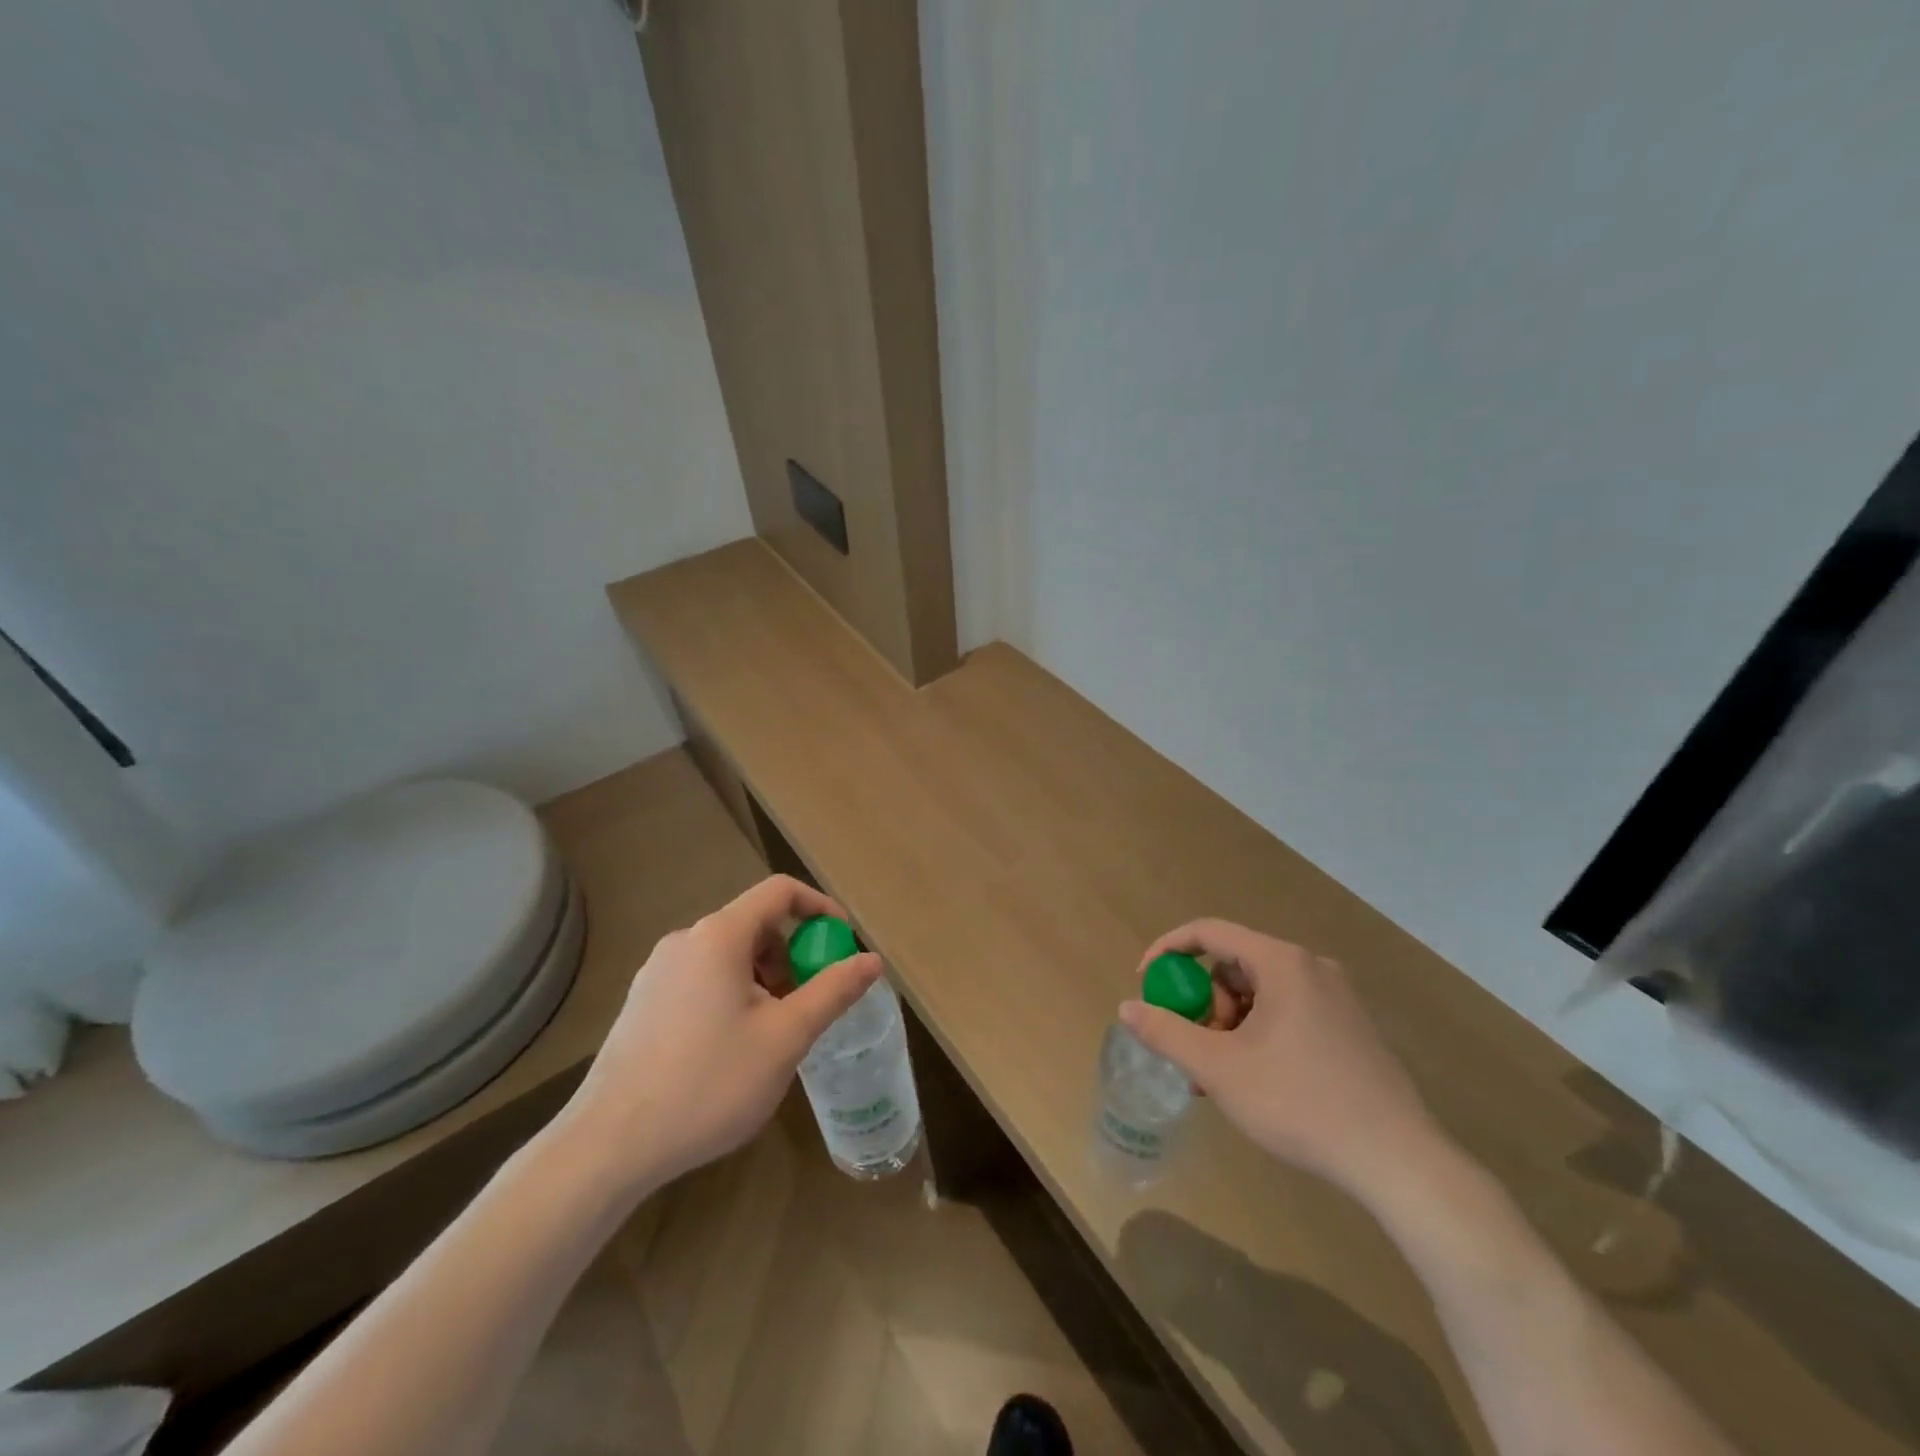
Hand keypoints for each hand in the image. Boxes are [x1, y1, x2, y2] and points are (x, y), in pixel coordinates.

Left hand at [560, 875, 882, 1191]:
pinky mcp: (642, 1002)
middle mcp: (685, 941)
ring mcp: (657, 972)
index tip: (842, 942)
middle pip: (754, 925)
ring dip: (763, 979)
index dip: (819, 907)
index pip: (779, 892)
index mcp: (719, 936)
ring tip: (772, 1034)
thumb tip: (872, 960)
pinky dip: (732, 994)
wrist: (610, 1145)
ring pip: (728, 956)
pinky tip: (732, 1049)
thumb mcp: (785, 1038)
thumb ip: (832, 992)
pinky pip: (702, 979)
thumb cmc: (708, 1083)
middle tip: (810, 1003)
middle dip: (792, 955)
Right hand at [1121, 919, 1445, 1206]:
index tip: (1146, 984)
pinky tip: (1255, 1082)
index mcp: (1281, 962)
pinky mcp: (1352, 1029)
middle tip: (1197, 1050)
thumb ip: (1166, 1032)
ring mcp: (1337, 998)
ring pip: (1260, 994)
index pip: (1209, 932)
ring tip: (1220, 1078)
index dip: (1168, 951)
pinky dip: (1258, 1035)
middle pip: (1234, 966)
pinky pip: (1287, 1013)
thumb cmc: (1300, 1102)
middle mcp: (1311, 967)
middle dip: (1204, 1004)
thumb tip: (1126, 1007)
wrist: (1398, 1162)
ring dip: (1228, 1026)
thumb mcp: (1219, 1068)